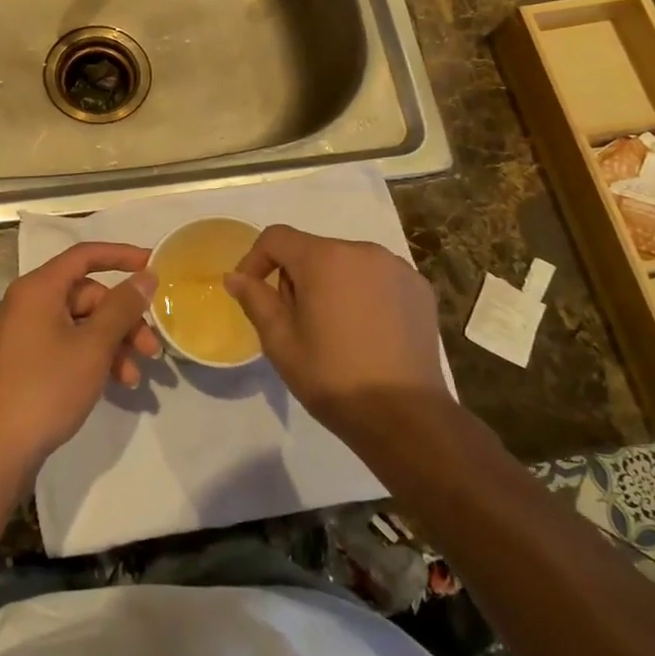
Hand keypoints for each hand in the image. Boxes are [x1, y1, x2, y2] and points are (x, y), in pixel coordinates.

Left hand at [0, 243, 159, 470]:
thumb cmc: (47, 386)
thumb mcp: (93, 345)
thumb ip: (123, 307)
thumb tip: (146, 275)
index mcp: (39, 288)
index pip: (85, 256)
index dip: (122, 256)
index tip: (154, 265)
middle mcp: (29, 303)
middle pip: (87, 295)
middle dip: (124, 319)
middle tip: (152, 348)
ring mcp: (26, 334)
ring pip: (81, 324)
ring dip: (113, 344)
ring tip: (135, 376)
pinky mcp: (27, 362)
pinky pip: (68, 345)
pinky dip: (94, 358)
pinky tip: (115, 383)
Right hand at [223, 225, 448, 445]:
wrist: (405, 417)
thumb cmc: (333, 377)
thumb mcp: (280, 342)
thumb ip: (256, 300)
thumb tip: (235, 276)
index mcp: (324, 258)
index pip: (276, 238)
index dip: (255, 259)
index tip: (250, 291)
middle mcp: (362, 250)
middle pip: (313, 250)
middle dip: (296, 278)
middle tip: (295, 323)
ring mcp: (396, 267)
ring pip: (346, 263)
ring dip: (330, 284)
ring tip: (333, 329)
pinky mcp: (419, 288)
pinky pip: (377, 278)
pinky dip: (363, 293)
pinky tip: (366, 331)